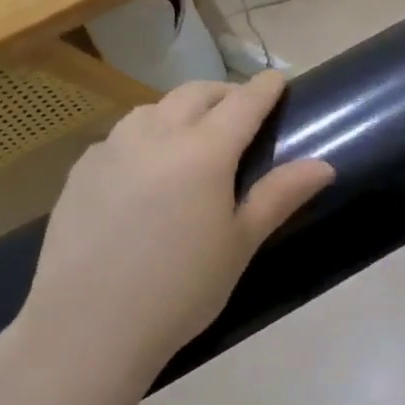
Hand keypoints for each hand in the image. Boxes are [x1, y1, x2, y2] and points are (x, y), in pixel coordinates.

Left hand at [15, 71, 333, 380]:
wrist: (89, 326)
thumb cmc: (181, 288)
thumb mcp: (240, 244)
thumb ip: (279, 195)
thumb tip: (324, 165)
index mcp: (203, 152)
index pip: (242, 103)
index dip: (264, 88)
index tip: (278, 79)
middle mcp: (155, 136)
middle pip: (194, 94)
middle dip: (223, 92)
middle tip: (240, 109)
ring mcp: (111, 149)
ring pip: (152, 109)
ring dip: (180, 109)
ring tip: (192, 134)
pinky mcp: (81, 171)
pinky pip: (121, 135)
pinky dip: (145, 134)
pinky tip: (145, 166)